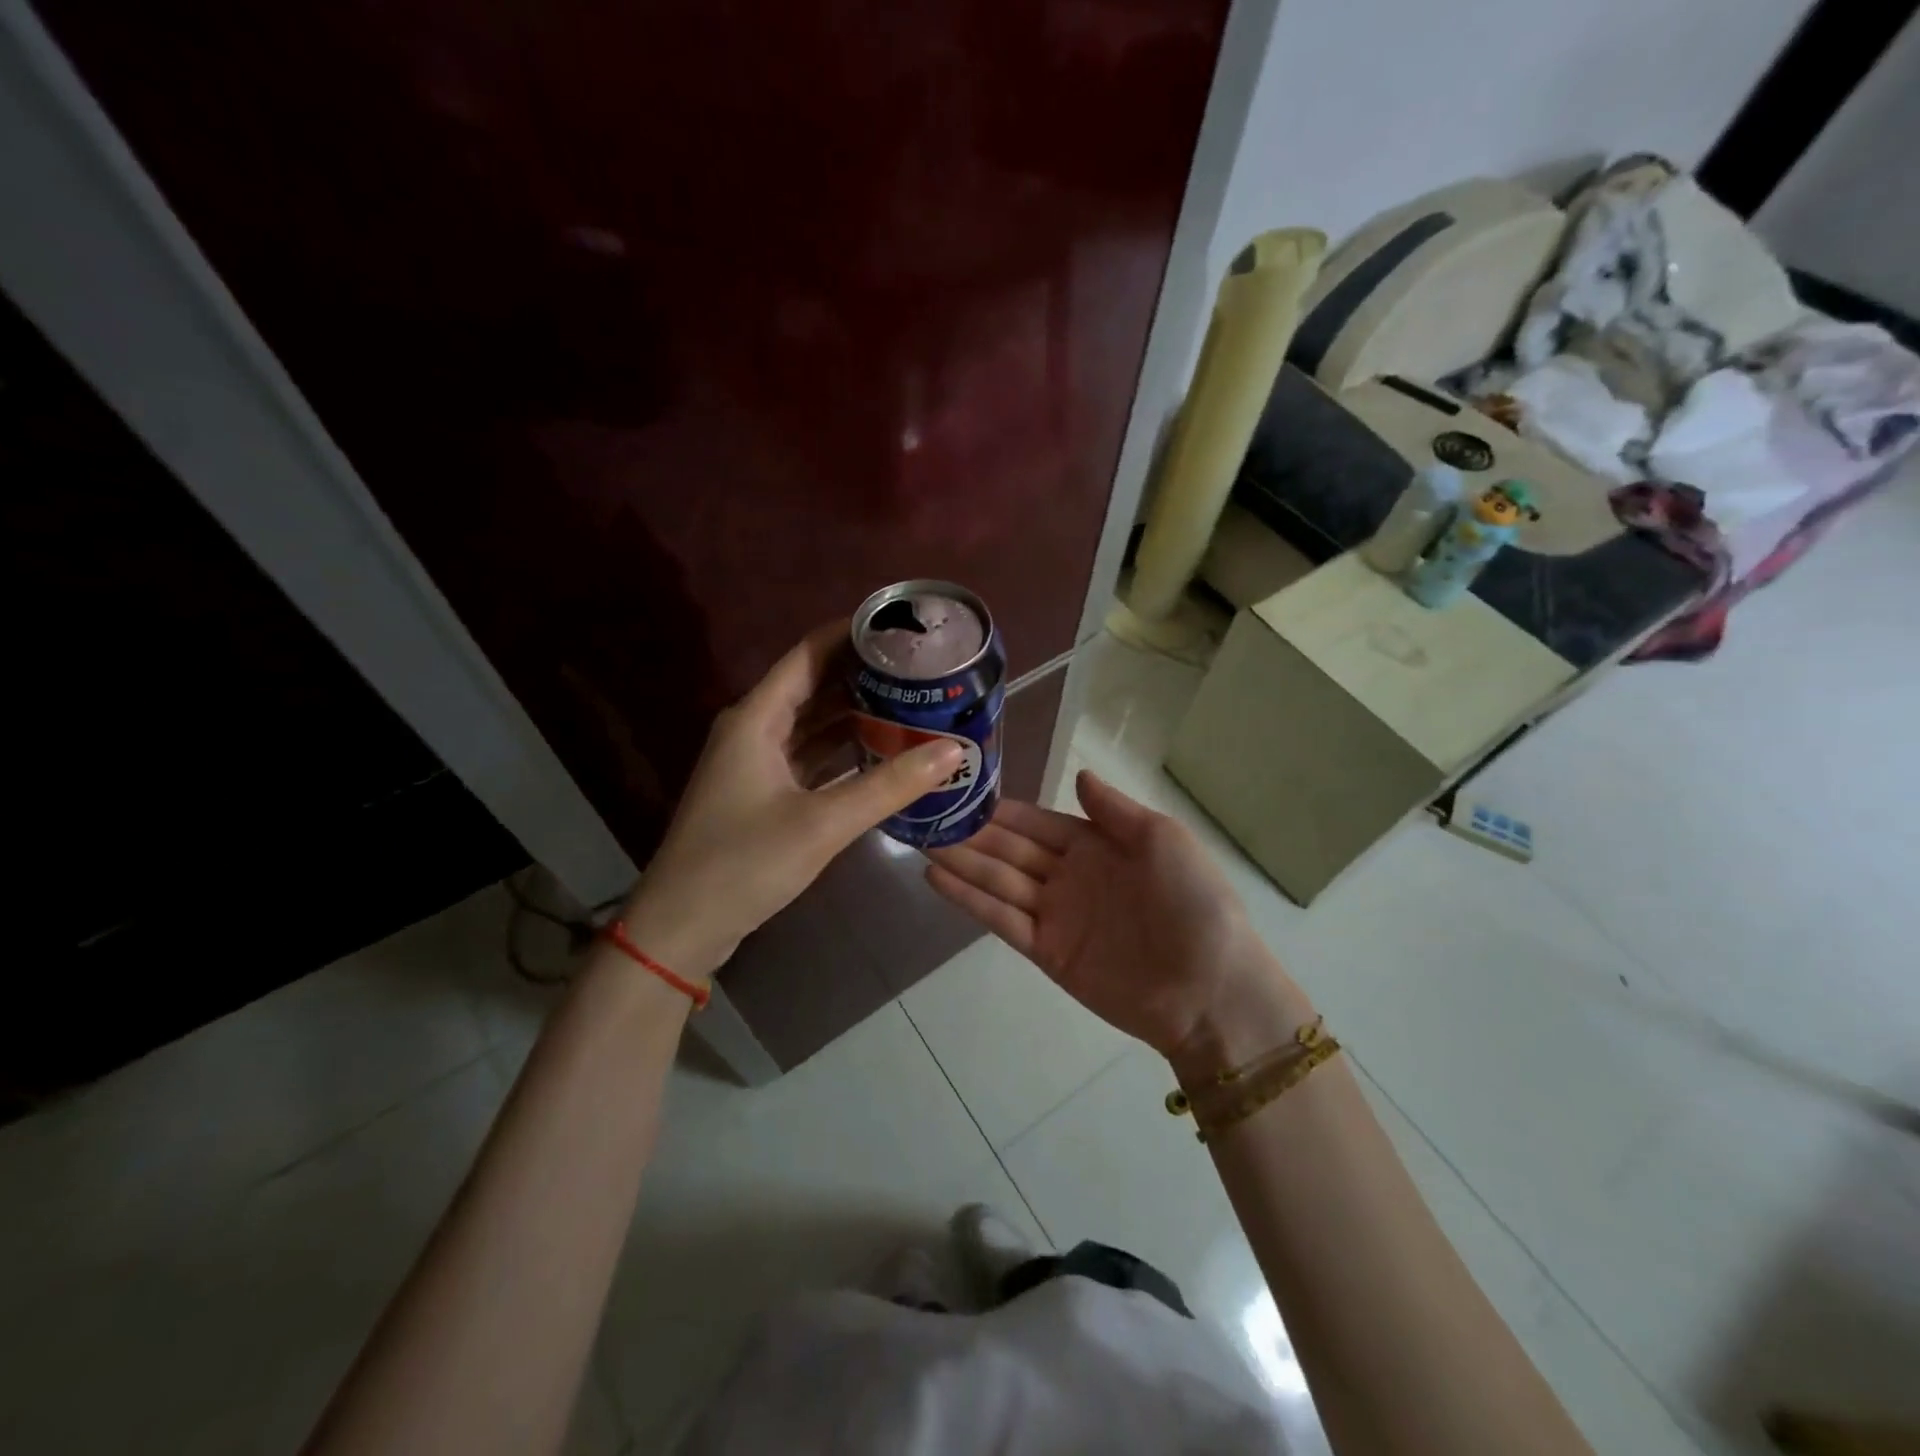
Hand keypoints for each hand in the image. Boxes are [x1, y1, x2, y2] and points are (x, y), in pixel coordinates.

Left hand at [620, 621, 963, 979]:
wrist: (682, 927)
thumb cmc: (744, 863)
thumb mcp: (823, 823)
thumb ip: (890, 785)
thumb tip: (953, 750)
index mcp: (757, 718)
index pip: (809, 654)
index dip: (851, 634)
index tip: (900, 626)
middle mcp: (754, 729)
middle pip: (813, 685)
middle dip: (863, 674)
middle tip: (920, 667)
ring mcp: (756, 762)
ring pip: (812, 722)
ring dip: (855, 713)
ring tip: (911, 701)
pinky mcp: (763, 793)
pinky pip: (810, 756)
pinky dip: (843, 750)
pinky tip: (881, 750)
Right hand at [925, 771, 1305, 1065]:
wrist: (1210, 988)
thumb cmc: (1194, 903)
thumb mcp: (1163, 840)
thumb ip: (1114, 810)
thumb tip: (1079, 775)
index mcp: (1097, 845)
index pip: (1037, 822)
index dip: (1002, 811)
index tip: (962, 793)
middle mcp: (1069, 876)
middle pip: (1010, 849)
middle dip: (971, 834)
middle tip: (925, 816)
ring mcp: (1054, 914)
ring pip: (997, 880)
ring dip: (960, 862)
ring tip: (920, 842)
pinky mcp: (1045, 950)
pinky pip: (1001, 919)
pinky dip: (969, 899)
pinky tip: (937, 879)